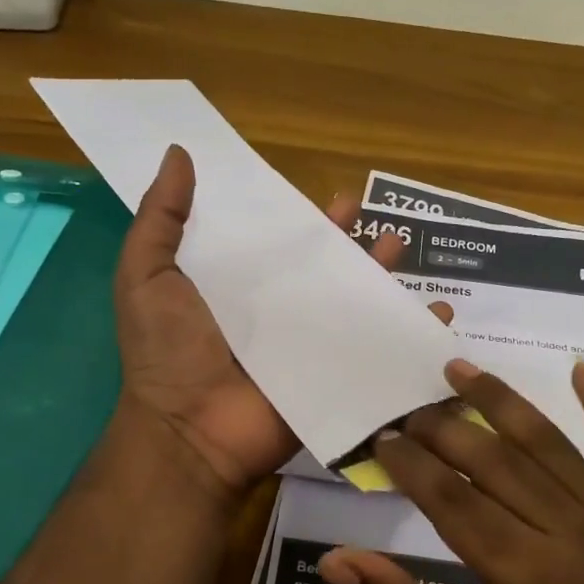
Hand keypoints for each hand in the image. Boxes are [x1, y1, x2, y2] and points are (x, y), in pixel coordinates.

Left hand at [113, 145, 439, 503]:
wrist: (190, 431)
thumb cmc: (167, 351)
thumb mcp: (146, 274)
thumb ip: (161, 218)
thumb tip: (179, 152)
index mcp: (234, 288)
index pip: (274, 245)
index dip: (300, 220)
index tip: (326, 195)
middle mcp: (274, 314)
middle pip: (320, 271)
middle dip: (348, 242)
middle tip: (371, 214)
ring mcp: (306, 348)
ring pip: (351, 304)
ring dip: (380, 276)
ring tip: (400, 247)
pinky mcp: (331, 378)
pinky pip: (374, 351)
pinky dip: (408, 334)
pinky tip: (437, 312)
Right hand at [318, 358, 583, 583]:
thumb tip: (333, 561)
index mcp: (533, 580)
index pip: (457, 502)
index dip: (413, 466)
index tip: (380, 437)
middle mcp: (578, 538)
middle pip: (499, 462)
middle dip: (444, 428)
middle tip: (404, 406)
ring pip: (550, 445)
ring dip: (502, 401)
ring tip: (459, 368)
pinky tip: (583, 369)